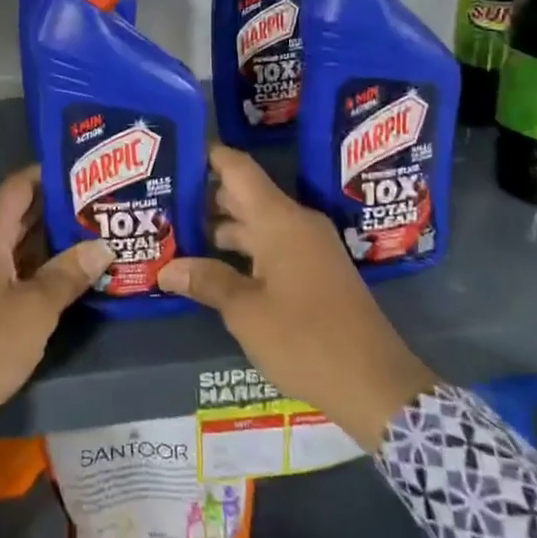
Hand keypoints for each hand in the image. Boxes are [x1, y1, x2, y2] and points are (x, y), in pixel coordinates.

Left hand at [0, 166, 111, 439]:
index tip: (92, 173)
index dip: (54, 175)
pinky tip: (63, 275)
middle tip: (103, 206)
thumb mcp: (32, 312)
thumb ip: (67, 275)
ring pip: (12, 244)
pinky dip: (32, 266)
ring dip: (48, 242)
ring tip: (94, 236)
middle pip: (18, 213)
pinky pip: (4, 269)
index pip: (20, 185)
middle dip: (59, 210)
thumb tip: (102, 246)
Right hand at [159, 145, 436, 450]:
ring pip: (257, 224)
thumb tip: (167, 269)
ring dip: (219, 228)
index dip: (207, 155)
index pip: (238, 169)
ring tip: (175, 234)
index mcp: (280, 220)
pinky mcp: (315, 272)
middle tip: (160, 200)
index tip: (173, 151)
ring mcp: (309, 248)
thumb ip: (206, 282)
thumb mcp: (246, 312)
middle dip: (203, 197)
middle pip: (244, 196)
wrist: (376, 385)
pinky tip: (212, 267)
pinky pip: (271, 246)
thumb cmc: (306, 339)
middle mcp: (296, 224)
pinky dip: (242, 251)